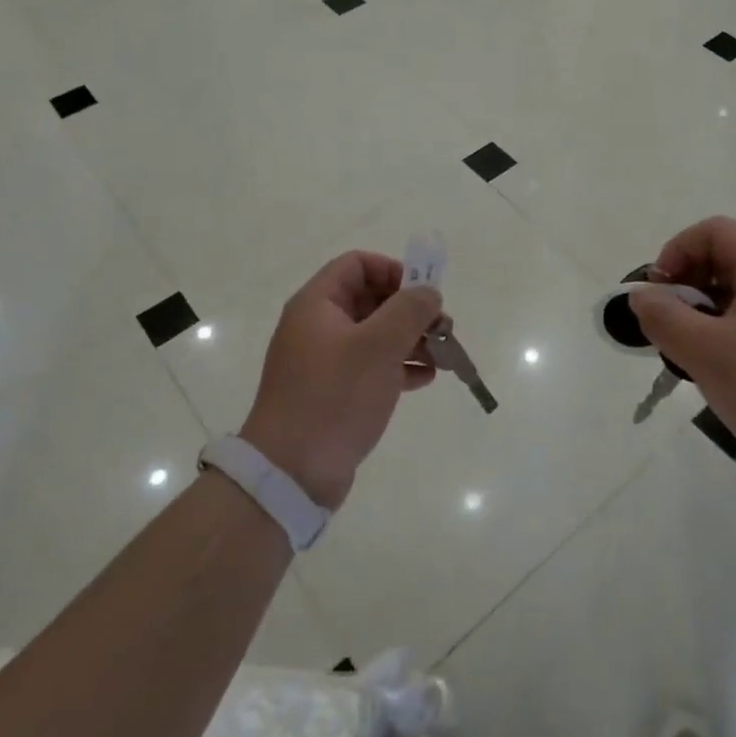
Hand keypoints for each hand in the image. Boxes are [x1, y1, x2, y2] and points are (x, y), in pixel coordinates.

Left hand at [241, 252, 443, 508]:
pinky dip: (399, 366)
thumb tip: (428, 291)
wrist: (292, 472)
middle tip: (443, 326)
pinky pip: (372, 366)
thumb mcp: (378, 345)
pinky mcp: (334, 393)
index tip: (423, 293)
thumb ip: (409, 309)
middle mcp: (318, 327)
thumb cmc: (334, 396)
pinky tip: (426, 378)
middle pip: (370, 299)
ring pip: (375, 334)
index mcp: (317, 305)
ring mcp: (325, 362)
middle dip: (410, 309)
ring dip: (410, 338)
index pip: (357, 265)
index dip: (393, 270)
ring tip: (443, 355)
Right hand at [630, 217, 735, 496]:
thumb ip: (662, 316)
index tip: (658, 294)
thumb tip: (639, 295)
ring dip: (700, 314)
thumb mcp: (704, 352)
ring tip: (685, 352)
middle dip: (685, 286)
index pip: (713, 231)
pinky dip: (722, 335)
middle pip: (723, 259)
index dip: (676, 252)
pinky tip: (713, 372)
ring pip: (734, 295)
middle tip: (666, 325)